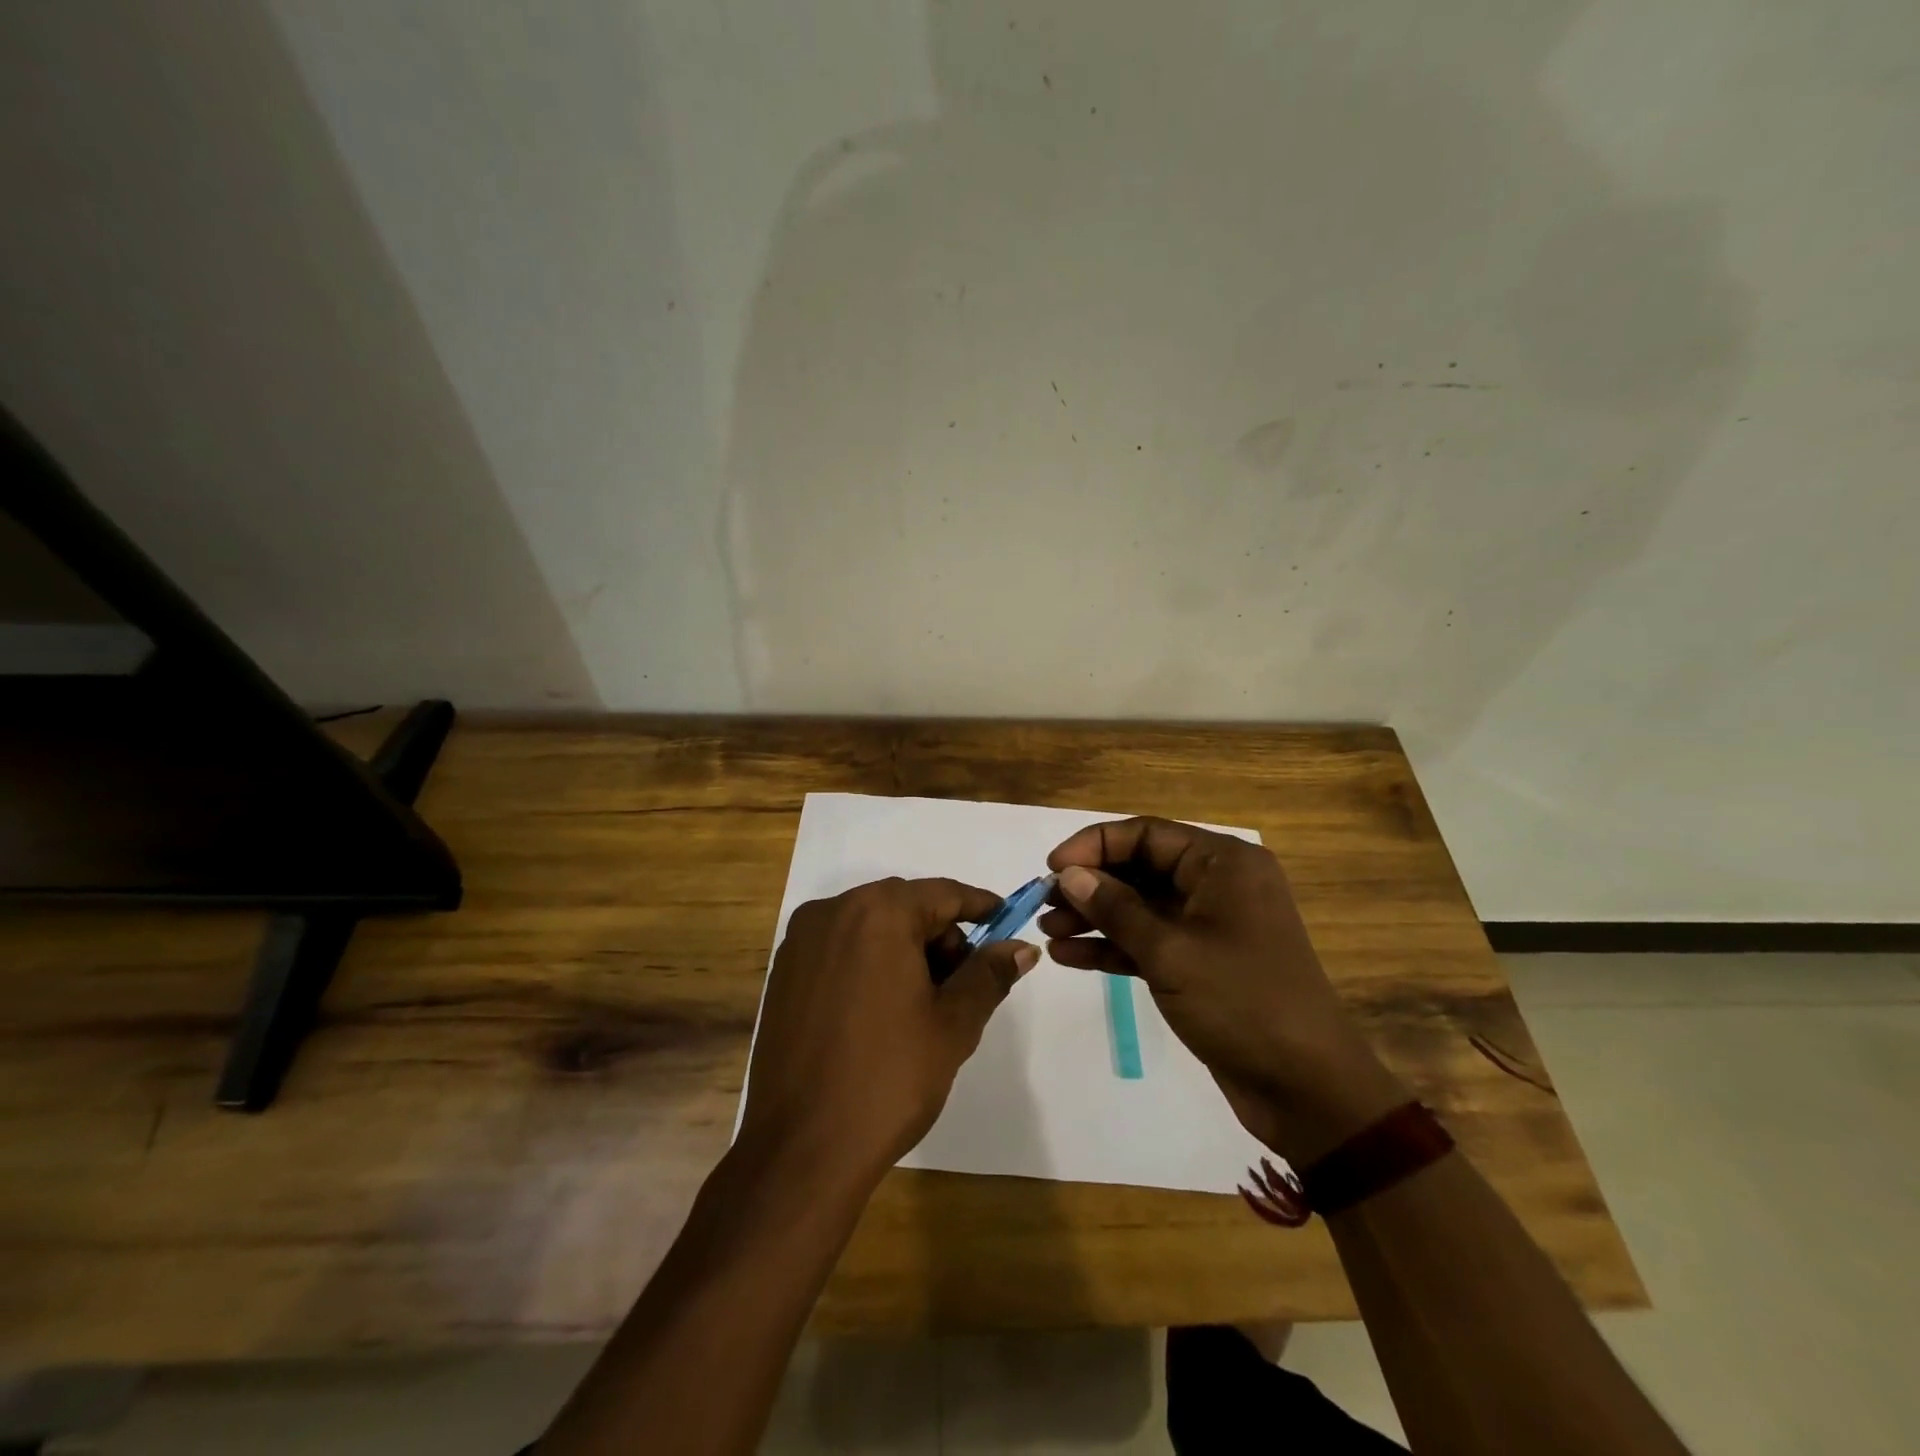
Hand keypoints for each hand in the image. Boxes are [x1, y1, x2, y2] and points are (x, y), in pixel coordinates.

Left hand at [738, 877, 1036, 1180]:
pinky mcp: (782, 973)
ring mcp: (800, 942)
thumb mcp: (953, 1024)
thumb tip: (1021, 947)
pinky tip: (880, 1012)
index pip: (943, 894)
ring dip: (904, 950)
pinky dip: (868, 963)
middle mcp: (832, 912)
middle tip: (963, 985)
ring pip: (870, 927)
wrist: (801, 1150)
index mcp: (877, 913)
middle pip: (904, 907)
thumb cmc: (889, 1078)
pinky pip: (839, 949)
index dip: (980, 907)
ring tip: (923, 1005)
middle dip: (940, 937)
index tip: (1006, 922)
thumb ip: (988, 975)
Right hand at [1041, 818, 1406, 1163]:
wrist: (1306, 1088)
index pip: (1147, 834)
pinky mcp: (1201, 964)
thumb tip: (1069, 874)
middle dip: (1091, 885)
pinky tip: (1069, 956)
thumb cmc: (1241, 1002)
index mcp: (1223, 864)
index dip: (1095, 845)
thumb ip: (1115, 908)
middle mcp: (1217, 885)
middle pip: (1141, 869)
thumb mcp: (1170, 951)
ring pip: (1141, 907)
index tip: (1052, 867)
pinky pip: (1149, 942)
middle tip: (1044, 904)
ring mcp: (1210, 926)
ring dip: (1095, 918)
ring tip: (1047, 932)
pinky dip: (1113, 947)